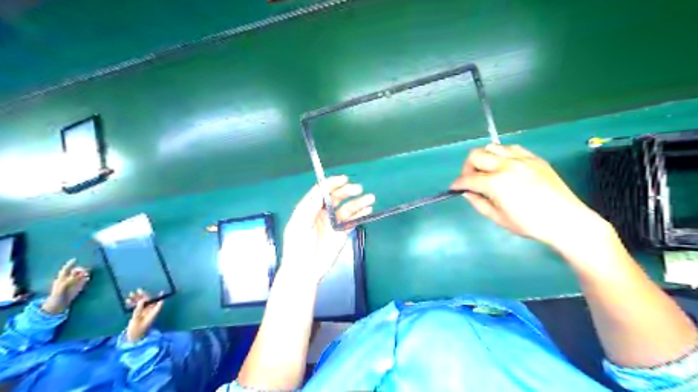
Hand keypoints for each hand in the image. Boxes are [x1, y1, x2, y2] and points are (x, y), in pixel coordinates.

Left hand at [42, 258, 88, 312]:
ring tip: (86, 274)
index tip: (75, 259)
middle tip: (83, 271)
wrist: (58, 305)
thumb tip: (77, 275)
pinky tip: (87, 278)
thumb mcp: (61, 288)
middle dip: (79, 269)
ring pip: (81, 274)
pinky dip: (86, 278)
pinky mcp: (79, 286)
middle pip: (75, 271)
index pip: (66, 269)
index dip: (70, 264)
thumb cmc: (56, 296)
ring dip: (84, 273)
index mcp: (61, 278)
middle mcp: (68, 279)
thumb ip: (69, 281)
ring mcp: (74, 282)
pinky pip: (84, 279)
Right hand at [124, 290, 162, 340]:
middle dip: (144, 295)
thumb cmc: (137, 330)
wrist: (132, 339)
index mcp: (153, 313)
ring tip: (131, 294)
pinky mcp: (138, 315)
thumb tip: (142, 300)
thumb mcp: (137, 320)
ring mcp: (144, 313)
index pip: (159, 304)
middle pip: (149, 301)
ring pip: (142, 303)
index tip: (161, 291)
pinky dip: (133, 304)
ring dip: (137, 298)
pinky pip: (137, 307)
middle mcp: (150, 312)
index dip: (160, 297)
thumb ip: (138, 310)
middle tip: (138, 290)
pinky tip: (127, 300)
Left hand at [280, 176, 372, 283]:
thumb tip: (322, 191)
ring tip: (370, 199)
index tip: (343, 179)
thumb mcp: (299, 225)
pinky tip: (367, 210)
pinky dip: (360, 215)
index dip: (332, 184)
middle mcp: (322, 213)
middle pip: (336, 198)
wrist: (305, 271)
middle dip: (347, 191)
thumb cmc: (298, 248)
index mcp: (309, 209)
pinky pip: (353, 221)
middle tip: (359, 189)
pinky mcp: (342, 233)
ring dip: (358, 202)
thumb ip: (310, 207)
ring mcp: (333, 223)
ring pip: (347, 208)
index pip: (321, 192)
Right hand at [453, 143, 605, 247]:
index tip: (454, 188)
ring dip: (485, 158)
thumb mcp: (499, 218)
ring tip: (488, 171)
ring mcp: (521, 159)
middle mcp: (506, 165)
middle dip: (467, 167)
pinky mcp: (534, 158)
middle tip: (471, 180)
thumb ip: (479, 203)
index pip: (468, 179)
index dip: (457, 184)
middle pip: (476, 155)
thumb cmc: (530, 224)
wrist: (566, 220)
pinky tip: (506, 166)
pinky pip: (512, 148)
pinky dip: (502, 155)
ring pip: (492, 147)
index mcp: (496, 183)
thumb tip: (468, 193)